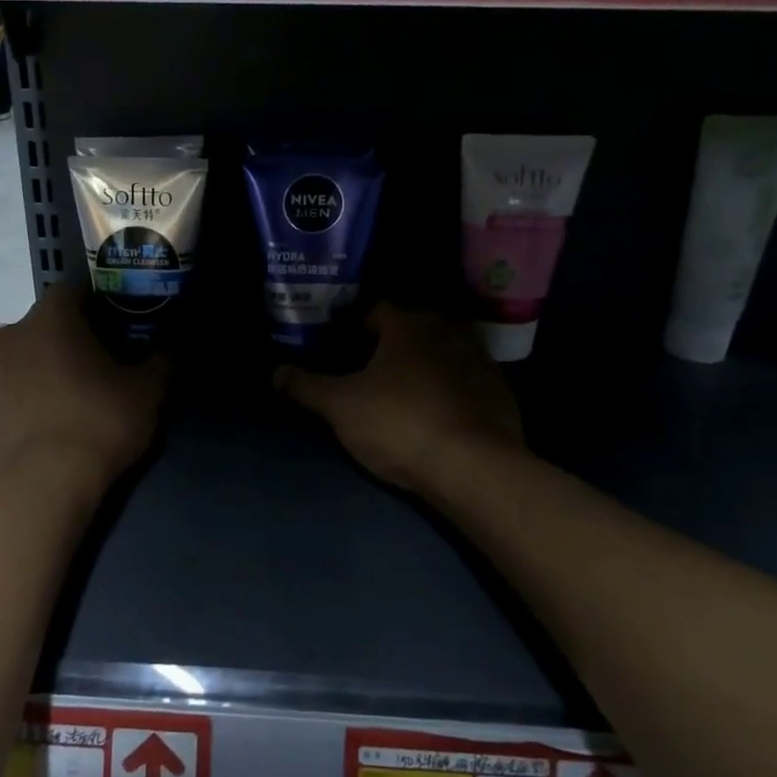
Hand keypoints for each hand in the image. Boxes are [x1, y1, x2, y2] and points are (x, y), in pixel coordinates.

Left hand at [0, 287, 167, 494]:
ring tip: (67, 404)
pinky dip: (21, 402)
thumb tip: (175, 343)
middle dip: (68, 341)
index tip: (116, 335)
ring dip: (40, 370)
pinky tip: (42, 430)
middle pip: (44, 325)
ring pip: (20, 359)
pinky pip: (4, 395)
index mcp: (51, 318)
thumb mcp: (149, 391)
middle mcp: (10, 334)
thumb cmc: (99, 424)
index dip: (98, 309)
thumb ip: (165, 358)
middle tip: (96, 372)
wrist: (42, 488)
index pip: (74, 292)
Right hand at [275, 305, 522, 492]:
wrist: (474, 467)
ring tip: (403, 394)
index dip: (356, 327)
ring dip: (424, 366)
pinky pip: (467, 382)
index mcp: (409, 325)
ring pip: (442, 354)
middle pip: (412, 329)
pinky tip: (439, 415)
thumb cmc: (399, 423)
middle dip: (391, 345)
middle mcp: (448, 331)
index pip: (378, 309)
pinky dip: (451, 390)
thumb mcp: (340, 407)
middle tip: (369, 372)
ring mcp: (480, 360)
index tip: (343, 349)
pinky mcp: (500, 392)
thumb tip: (276, 372)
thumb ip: (306, 387)